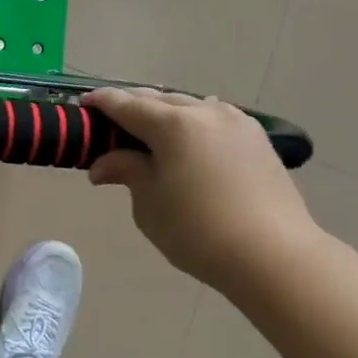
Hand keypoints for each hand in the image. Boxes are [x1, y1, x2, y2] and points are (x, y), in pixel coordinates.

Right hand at [83, 88, 321, 293]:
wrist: (274, 256)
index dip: (101, 103)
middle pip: (158, 100)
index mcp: (173, 124)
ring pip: (189, 106)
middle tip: (111, 125)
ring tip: (151, 134)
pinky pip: (214, 119)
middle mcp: (204, 111)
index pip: (126, 104)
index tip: (83, 104)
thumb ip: (127, 172)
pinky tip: (190, 142)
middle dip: (132, 107)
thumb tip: (102, 165)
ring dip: (165, 114)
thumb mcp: (150, 204)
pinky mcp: (256, 139)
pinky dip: (193, 124)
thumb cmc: (199, 232)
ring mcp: (235, 122)